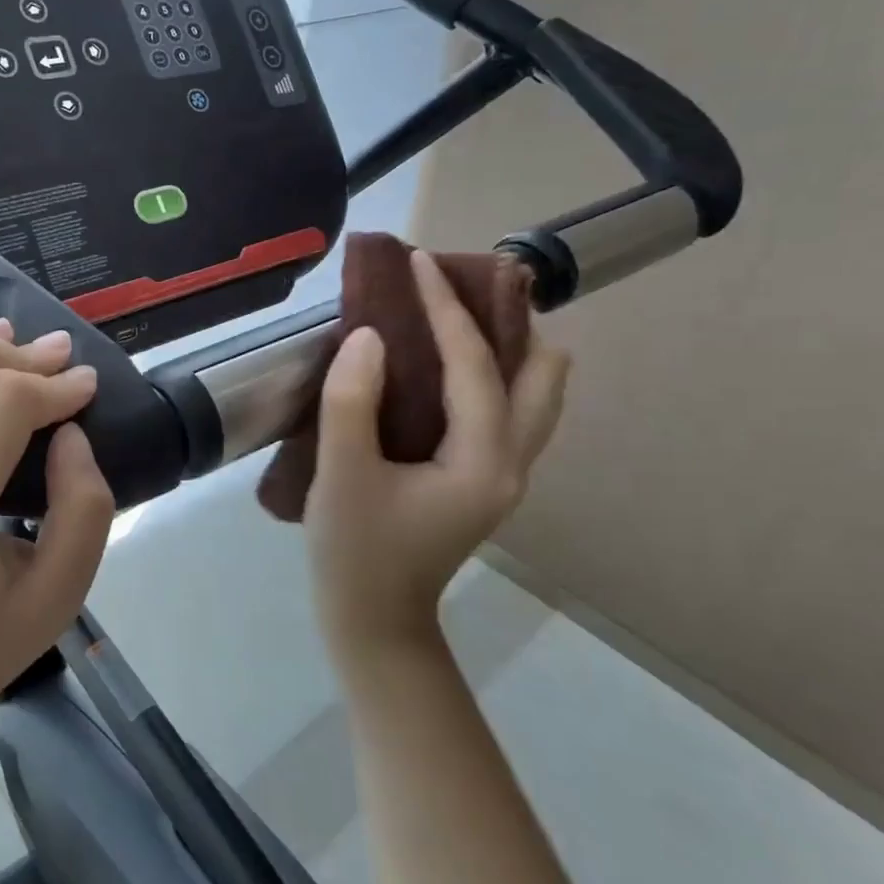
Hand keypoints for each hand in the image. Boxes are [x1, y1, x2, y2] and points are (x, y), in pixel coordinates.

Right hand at [303, 250, 570, 665]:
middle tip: (469, 285)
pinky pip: (508, 409)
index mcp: (484, 461)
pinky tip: (450, 363)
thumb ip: (351, 400)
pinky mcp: (483, 479)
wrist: (374, 621)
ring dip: (508, 346)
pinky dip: (491, 373)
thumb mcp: (342, 474)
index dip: (446, 308)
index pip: (476, 365)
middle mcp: (511, 463)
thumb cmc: (355, 551)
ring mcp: (503, 474)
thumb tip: (369, 336)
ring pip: (534, 394)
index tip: (420, 262)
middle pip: (542, 375)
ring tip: (466, 312)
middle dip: (511, 322)